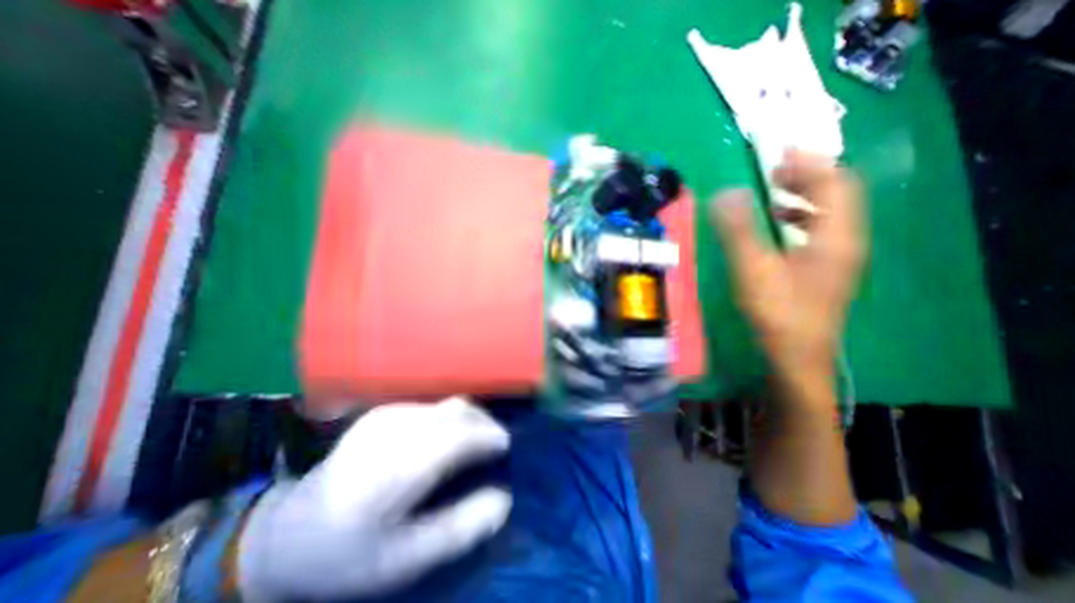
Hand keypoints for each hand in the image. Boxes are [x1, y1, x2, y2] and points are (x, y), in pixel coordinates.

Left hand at [238, 398, 510, 600]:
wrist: (287, 534)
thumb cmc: (349, 553)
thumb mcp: (405, 560)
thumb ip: (460, 528)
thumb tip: (505, 499)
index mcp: (399, 466)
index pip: (460, 435)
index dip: (490, 435)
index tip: (508, 446)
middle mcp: (394, 429)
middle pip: (458, 411)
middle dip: (485, 423)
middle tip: (495, 445)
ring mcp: (387, 415)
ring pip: (447, 405)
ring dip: (470, 419)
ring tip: (476, 442)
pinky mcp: (382, 411)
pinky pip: (431, 406)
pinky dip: (450, 418)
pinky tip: (447, 439)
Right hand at [712, 150, 862, 390]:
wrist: (796, 356)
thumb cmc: (777, 312)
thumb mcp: (753, 269)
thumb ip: (738, 230)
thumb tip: (725, 193)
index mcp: (836, 236)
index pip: (835, 183)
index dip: (810, 163)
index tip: (779, 152)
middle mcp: (846, 242)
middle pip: (838, 195)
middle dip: (808, 176)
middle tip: (773, 170)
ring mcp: (838, 258)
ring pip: (830, 213)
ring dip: (804, 196)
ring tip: (773, 192)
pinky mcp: (825, 270)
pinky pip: (819, 231)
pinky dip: (800, 218)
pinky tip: (777, 226)